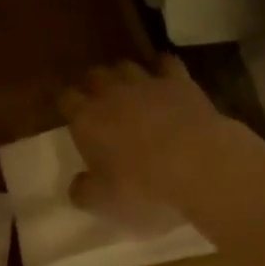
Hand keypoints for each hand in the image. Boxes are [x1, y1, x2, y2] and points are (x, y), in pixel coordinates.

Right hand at [56, 56, 264, 224]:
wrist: (198, 166)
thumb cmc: (144, 188)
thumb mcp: (104, 203)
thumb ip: (84, 191)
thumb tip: (77, 185)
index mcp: (87, 119)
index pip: (66, 99)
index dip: (68, 105)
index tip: (72, 115)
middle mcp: (111, 93)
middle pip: (94, 75)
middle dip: (94, 85)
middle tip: (101, 102)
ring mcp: (146, 82)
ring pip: (126, 66)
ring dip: (124, 75)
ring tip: (130, 89)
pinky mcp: (179, 80)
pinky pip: (166, 62)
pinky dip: (162, 67)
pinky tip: (165, 77)